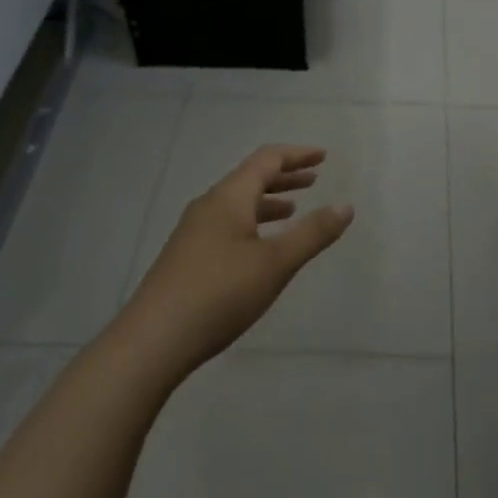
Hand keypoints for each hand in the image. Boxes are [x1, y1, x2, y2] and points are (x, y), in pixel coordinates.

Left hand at [119, 146, 353, 379]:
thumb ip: (313, 233)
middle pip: (250, 178)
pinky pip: (227, 224)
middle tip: (314, 178)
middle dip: (284, 176)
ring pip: (237, 204)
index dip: (297, 155)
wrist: (152, 341)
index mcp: (229, 198)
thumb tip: (346, 206)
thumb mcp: (275, 263)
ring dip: (267, 201)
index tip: (323, 156)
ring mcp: (193, 232)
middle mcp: (209, 206)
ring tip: (293, 210)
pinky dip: (252, 222)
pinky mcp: (186, 257)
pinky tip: (259, 247)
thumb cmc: (220, 294)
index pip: (267, 160)